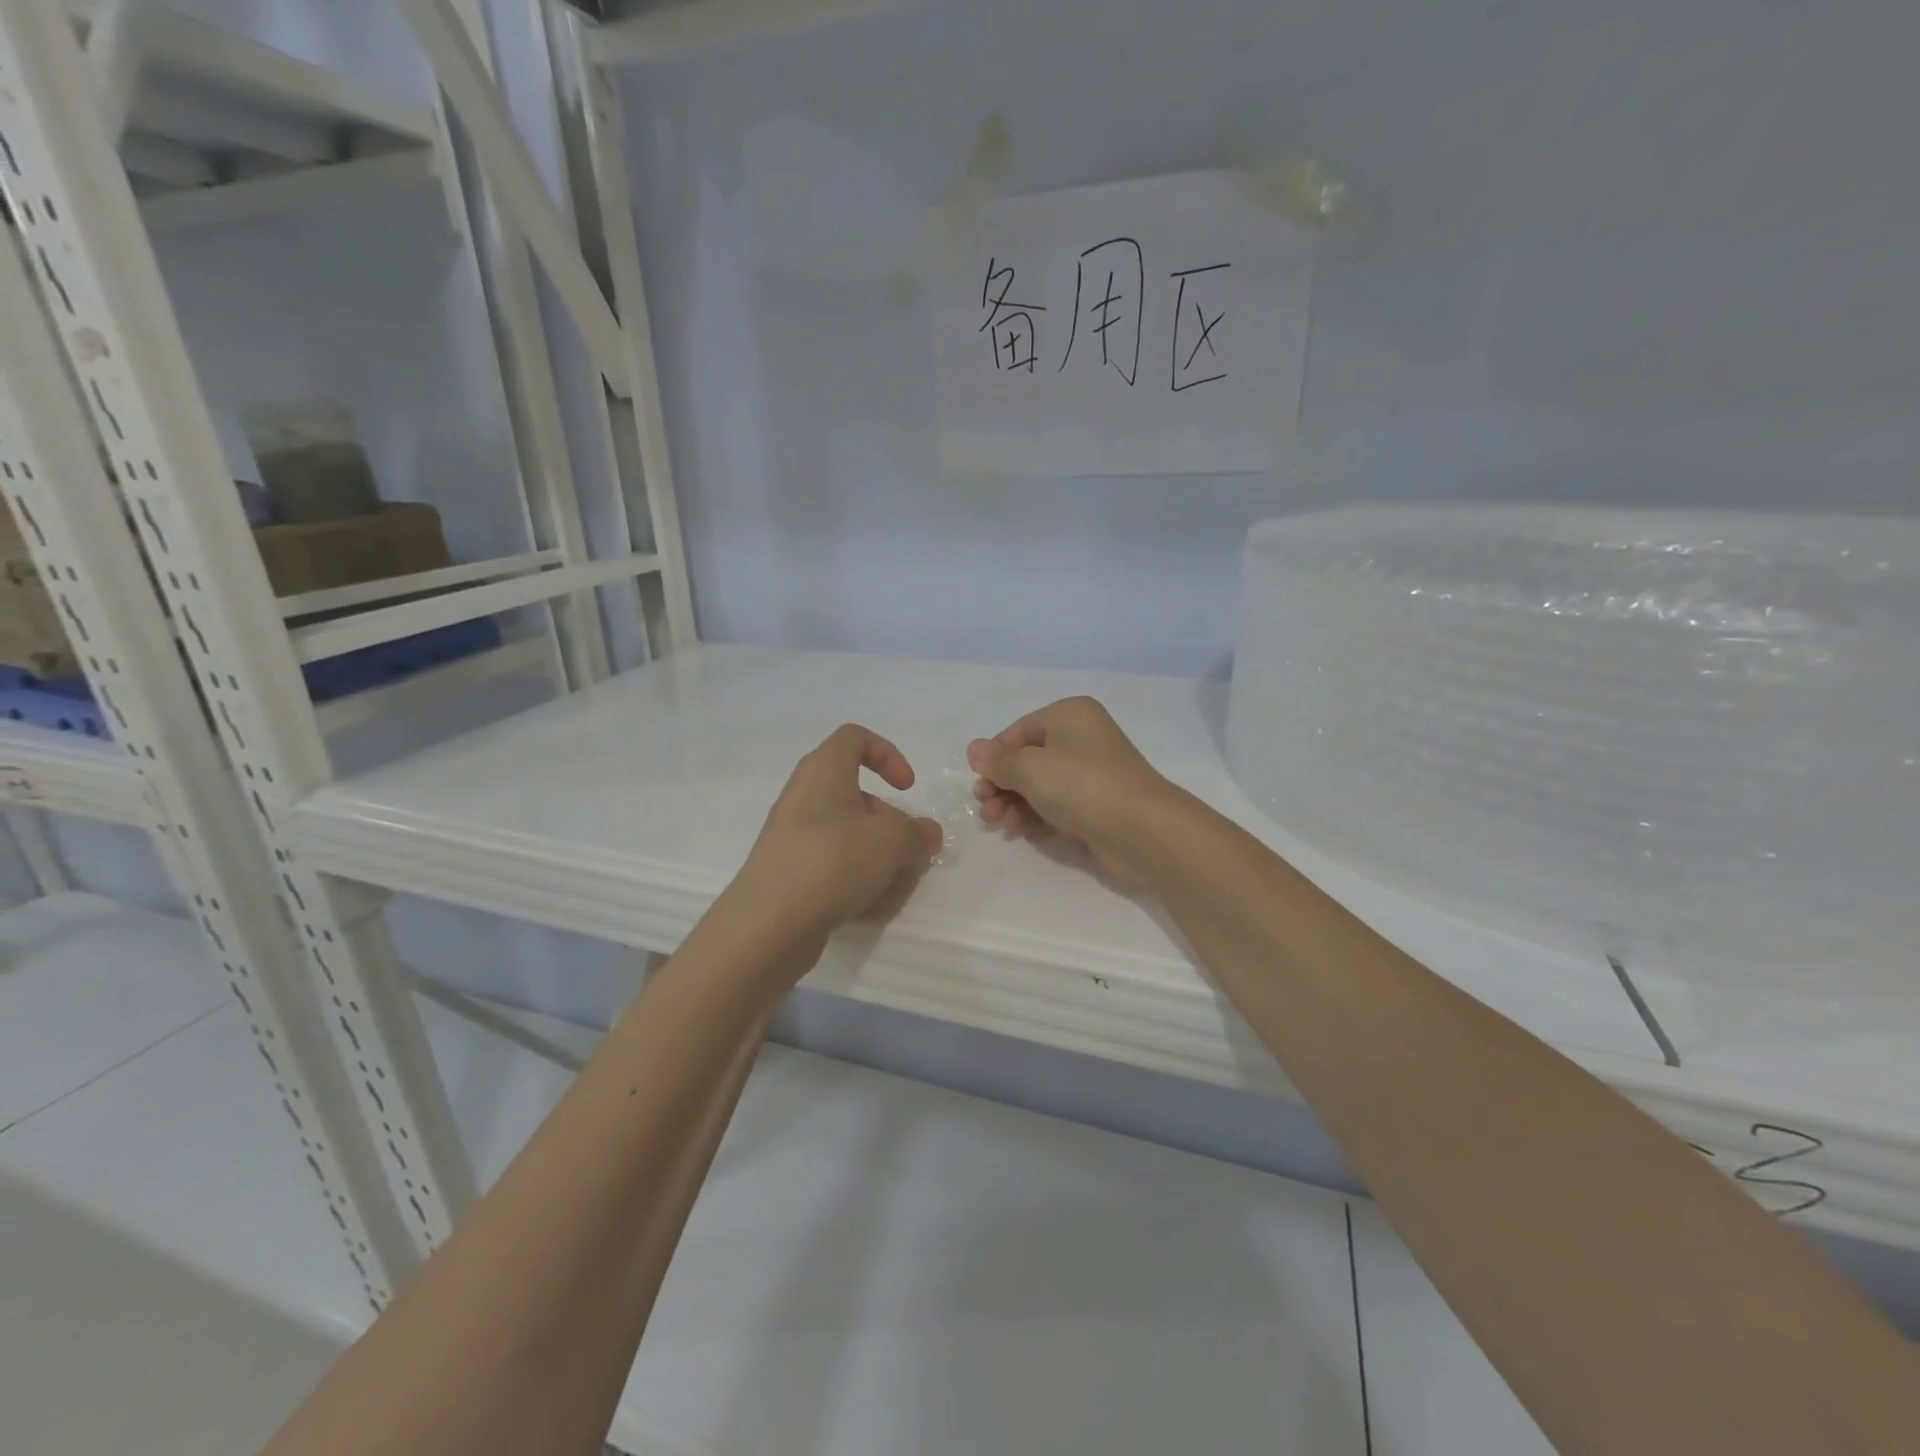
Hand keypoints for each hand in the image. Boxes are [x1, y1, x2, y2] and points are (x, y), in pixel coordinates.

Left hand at [736, 724, 943, 939]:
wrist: (768, 924)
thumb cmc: (833, 860)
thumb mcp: (891, 841)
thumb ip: (917, 833)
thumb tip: (927, 833)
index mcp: (824, 771)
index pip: (855, 738)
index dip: (888, 755)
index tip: (907, 789)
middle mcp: (804, 796)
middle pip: (857, 796)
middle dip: (890, 824)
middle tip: (908, 852)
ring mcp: (793, 836)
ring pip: (849, 836)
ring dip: (878, 858)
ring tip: (893, 889)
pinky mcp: (789, 872)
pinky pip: (832, 865)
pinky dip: (855, 881)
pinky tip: (869, 908)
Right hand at [967, 698, 1175, 885]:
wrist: (1141, 830)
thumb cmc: (1082, 785)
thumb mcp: (1030, 768)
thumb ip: (999, 761)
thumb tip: (975, 750)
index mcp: (1069, 716)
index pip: (1018, 731)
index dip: (995, 757)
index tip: (978, 782)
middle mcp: (1081, 739)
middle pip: (1027, 761)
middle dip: (1002, 785)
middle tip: (985, 808)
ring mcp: (1090, 775)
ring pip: (1039, 787)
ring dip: (1014, 804)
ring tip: (999, 824)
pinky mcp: (1094, 808)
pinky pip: (1055, 807)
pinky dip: (1036, 817)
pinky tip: (1021, 832)